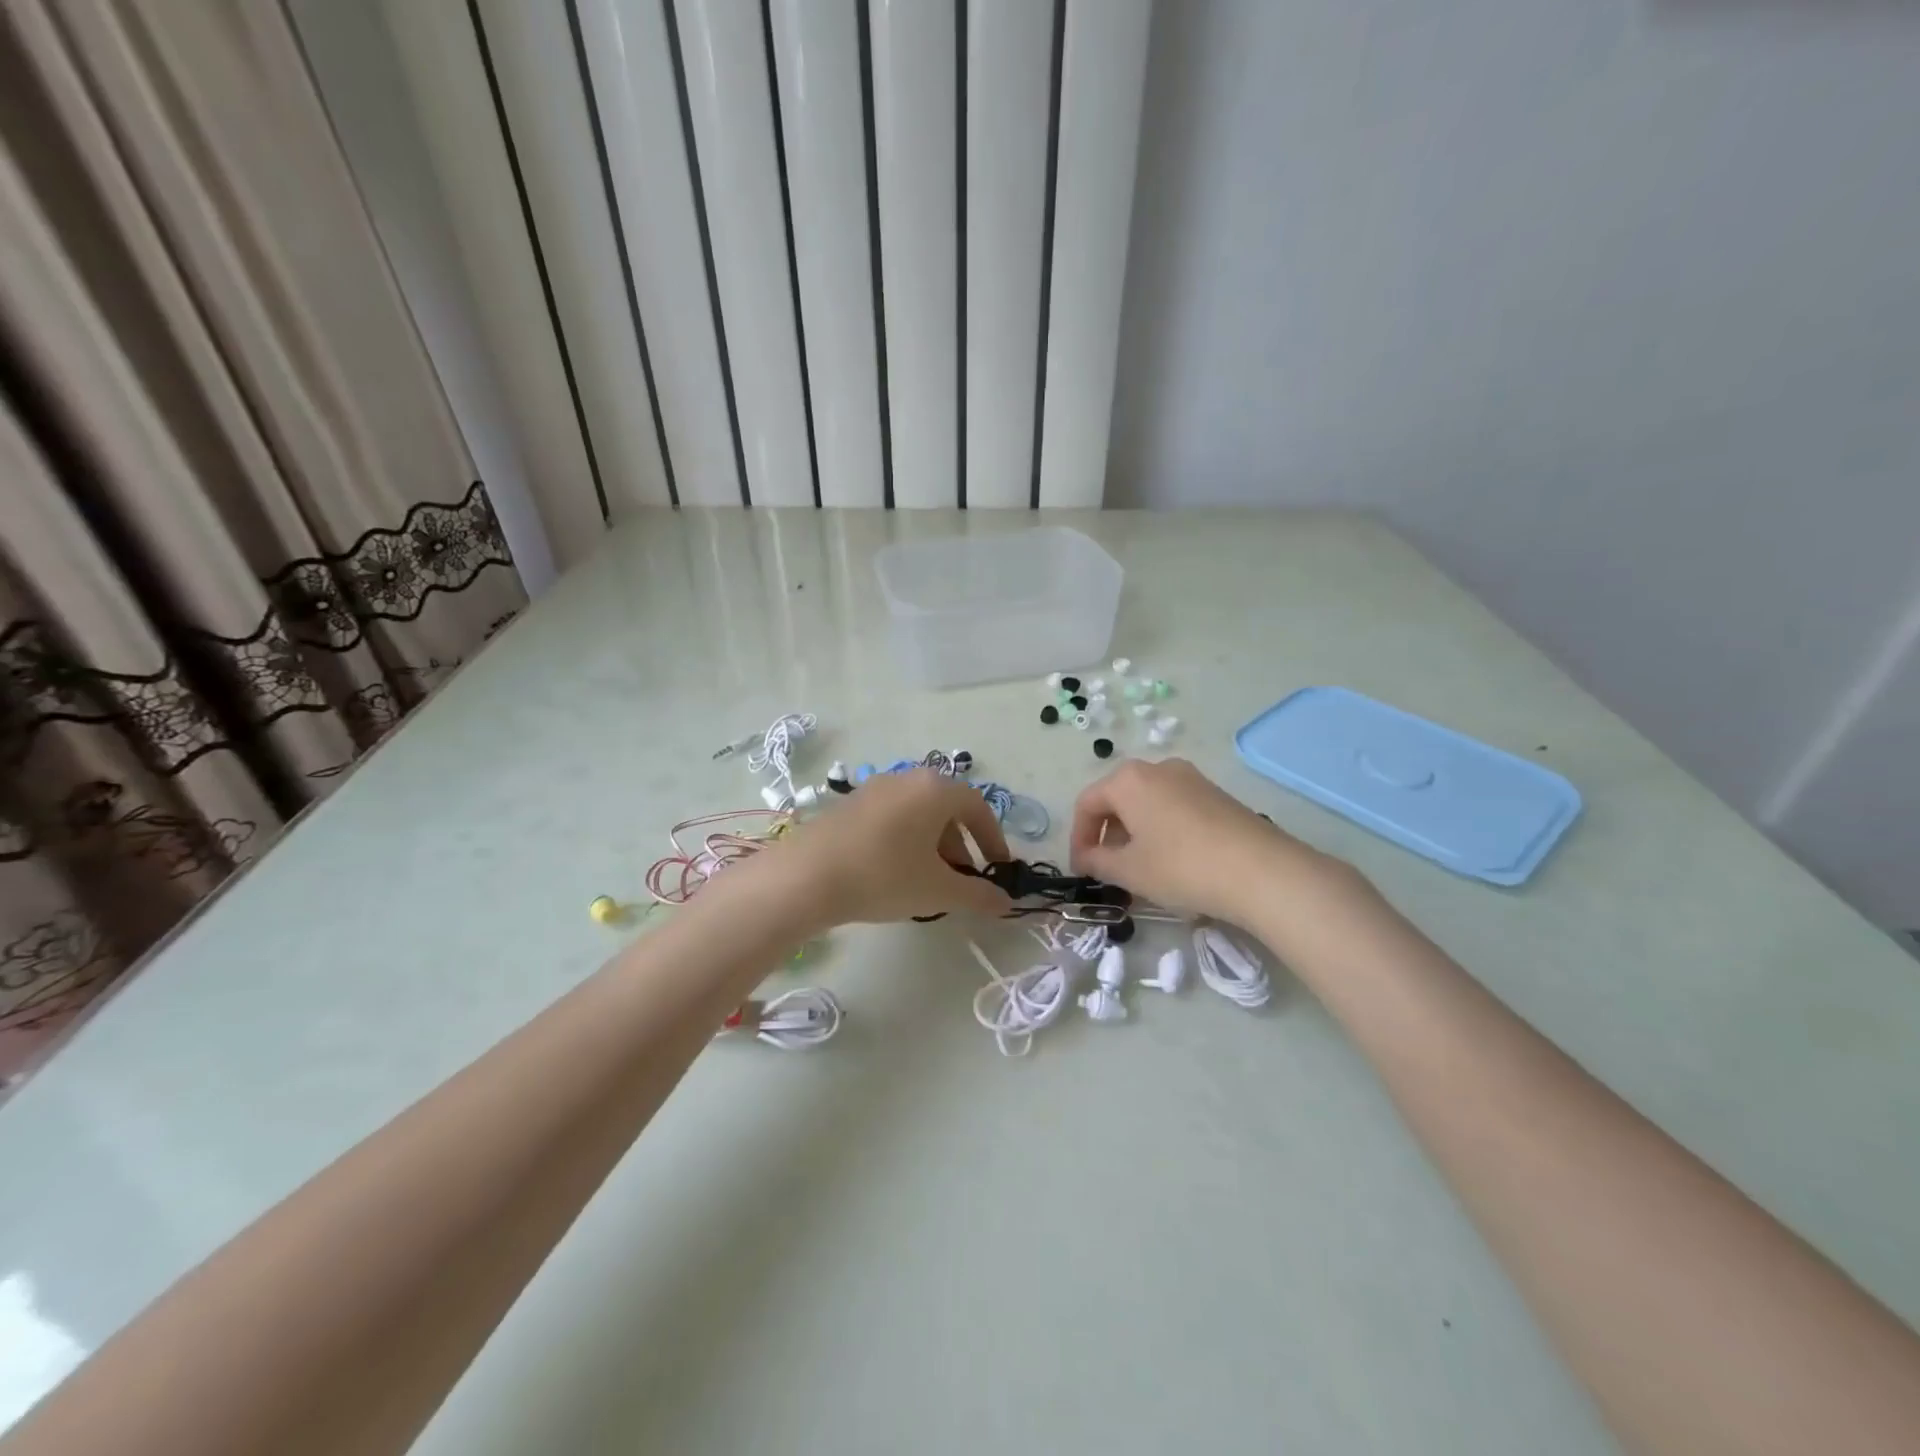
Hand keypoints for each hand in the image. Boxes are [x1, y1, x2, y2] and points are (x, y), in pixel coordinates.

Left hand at [757, 770, 1013, 926]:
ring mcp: (875, 788)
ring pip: (917, 813)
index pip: (977, 807)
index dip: (992, 838)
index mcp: (935, 789)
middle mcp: (907, 778)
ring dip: (932, 844)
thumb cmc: (884, 876)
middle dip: (960, 845)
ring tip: (928, 881)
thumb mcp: (938, 890)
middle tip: (961, 880)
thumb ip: (977, 895)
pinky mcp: (849, 804)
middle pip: (946, 808)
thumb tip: (1005, 902)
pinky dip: (905, 840)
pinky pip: (891, 817)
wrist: (806, 877)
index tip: (997, 868)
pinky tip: (894, 873)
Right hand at [1069, 758, 1345, 923]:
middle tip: (1109, 871)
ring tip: (1141, 870)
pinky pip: (1174, 807)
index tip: (1081, 870)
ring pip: (1147, 803)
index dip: (1078, 838)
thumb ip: (1097, 862)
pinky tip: (1174, 862)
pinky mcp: (1216, 794)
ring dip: (1135, 834)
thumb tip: (1086, 858)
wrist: (1262, 871)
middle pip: (1117, 799)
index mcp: (1128, 780)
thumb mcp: (1129, 871)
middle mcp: (1158, 768)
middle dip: (1107, 835)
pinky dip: (1162, 830)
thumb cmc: (1181, 867)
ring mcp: (1191, 778)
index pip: (1087, 804)